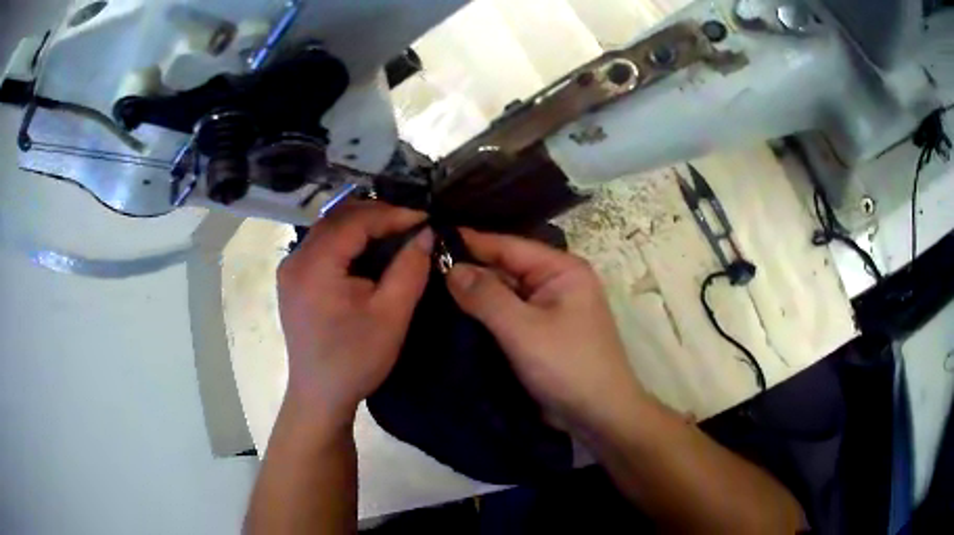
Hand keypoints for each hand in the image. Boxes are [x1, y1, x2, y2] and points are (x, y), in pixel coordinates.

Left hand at [277, 202, 433, 426]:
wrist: (320, 395)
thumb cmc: (355, 359)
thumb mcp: (391, 315)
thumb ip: (410, 268)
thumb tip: (426, 233)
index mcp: (315, 265)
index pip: (355, 221)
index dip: (393, 214)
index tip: (425, 218)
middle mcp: (296, 259)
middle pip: (338, 218)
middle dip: (377, 215)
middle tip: (411, 223)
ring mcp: (290, 268)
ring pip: (328, 229)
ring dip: (362, 226)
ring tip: (395, 232)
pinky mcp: (292, 280)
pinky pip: (321, 246)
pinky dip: (347, 241)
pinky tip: (367, 251)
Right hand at [446, 229, 646, 431]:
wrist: (598, 416)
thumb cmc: (567, 366)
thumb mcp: (524, 329)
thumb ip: (486, 296)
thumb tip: (451, 267)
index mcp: (561, 270)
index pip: (508, 246)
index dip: (470, 242)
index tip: (429, 238)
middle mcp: (555, 283)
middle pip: (505, 268)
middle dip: (468, 270)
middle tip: (420, 268)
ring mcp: (548, 309)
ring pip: (504, 293)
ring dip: (474, 295)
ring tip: (427, 287)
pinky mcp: (540, 333)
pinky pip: (507, 316)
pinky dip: (484, 315)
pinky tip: (453, 314)